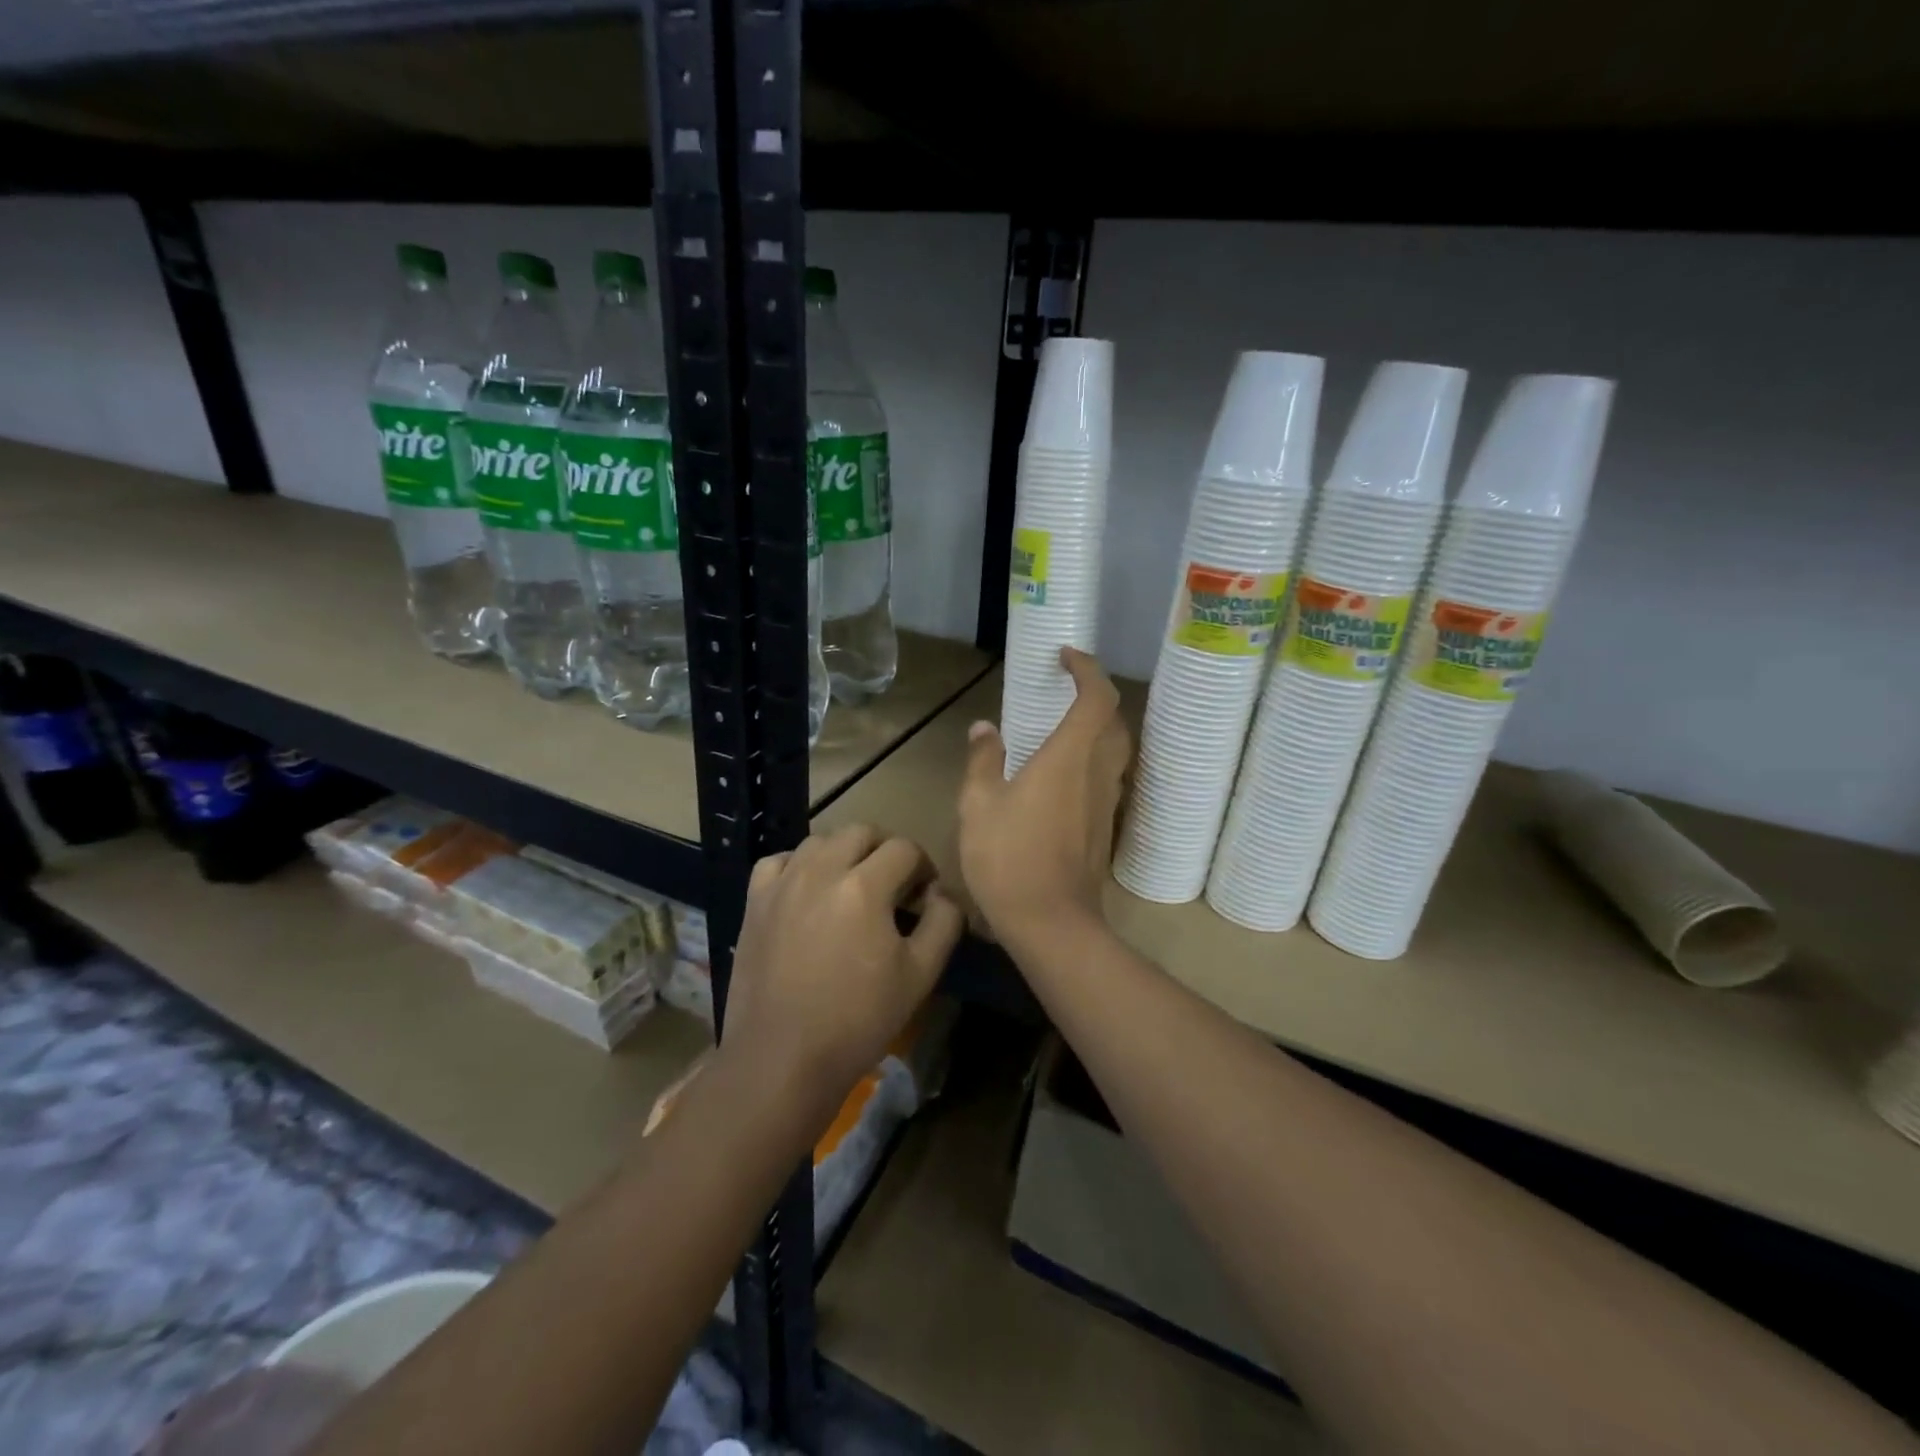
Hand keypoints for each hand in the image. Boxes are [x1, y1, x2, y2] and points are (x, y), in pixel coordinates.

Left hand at [720, 825, 963, 1124]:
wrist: (782, 1058)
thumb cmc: (859, 1020)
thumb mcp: (921, 975)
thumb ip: (943, 922)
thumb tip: (942, 894)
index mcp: (865, 886)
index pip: (905, 849)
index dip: (923, 867)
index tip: (924, 895)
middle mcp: (821, 870)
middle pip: (862, 832)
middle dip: (886, 851)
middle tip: (893, 886)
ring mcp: (783, 883)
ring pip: (821, 840)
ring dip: (844, 853)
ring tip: (851, 887)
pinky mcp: (755, 902)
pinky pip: (780, 860)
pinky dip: (799, 864)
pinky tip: (807, 890)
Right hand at [958, 647, 1131, 947]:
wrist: (1051, 922)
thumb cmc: (1009, 857)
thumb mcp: (979, 804)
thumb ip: (983, 760)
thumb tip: (985, 728)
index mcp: (1069, 757)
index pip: (1096, 697)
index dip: (1087, 669)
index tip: (1065, 657)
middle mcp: (1097, 772)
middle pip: (1113, 719)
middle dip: (1095, 694)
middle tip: (1066, 688)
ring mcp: (1106, 801)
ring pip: (1115, 749)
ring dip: (1097, 726)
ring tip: (1064, 725)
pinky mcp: (1106, 826)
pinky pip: (1106, 775)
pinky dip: (1092, 757)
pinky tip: (1064, 772)